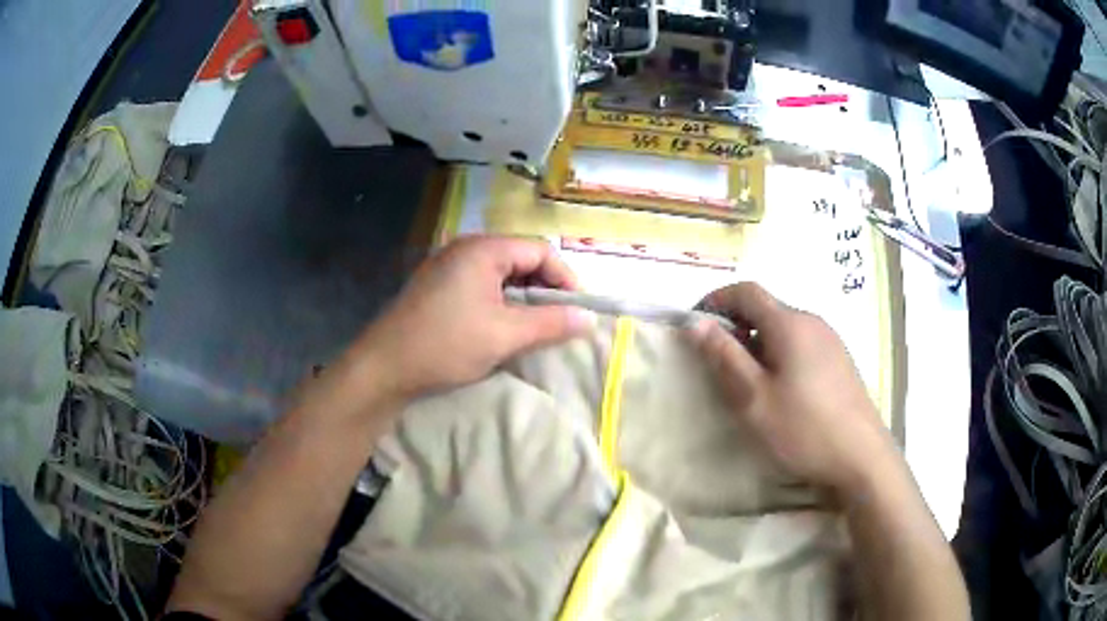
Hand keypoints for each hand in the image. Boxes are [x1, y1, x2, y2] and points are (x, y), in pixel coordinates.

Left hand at [353, 236, 594, 401]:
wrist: (384, 366)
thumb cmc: (446, 345)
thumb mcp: (505, 335)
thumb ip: (550, 324)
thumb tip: (589, 319)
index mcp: (483, 249)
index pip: (540, 251)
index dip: (565, 278)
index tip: (577, 310)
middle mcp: (465, 248)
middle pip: (520, 258)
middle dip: (545, 288)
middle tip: (559, 320)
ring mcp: (448, 265)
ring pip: (501, 274)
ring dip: (523, 297)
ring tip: (535, 326)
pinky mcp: (438, 285)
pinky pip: (481, 284)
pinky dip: (500, 301)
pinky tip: (503, 326)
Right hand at [688, 283, 898, 498]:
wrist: (860, 456)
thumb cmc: (803, 428)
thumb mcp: (754, 397)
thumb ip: (724, 356)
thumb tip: (696, 322)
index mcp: (790, 323)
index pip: (746, 291)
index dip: (716, 300)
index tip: (695, 326)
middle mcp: (812, 321)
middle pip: (766, 309)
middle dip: (736, 327)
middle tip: (718, 363)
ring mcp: (830, 340)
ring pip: (784, 328)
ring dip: (757, 343)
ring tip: (748, 382)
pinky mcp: (839, 360)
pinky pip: (801, 344)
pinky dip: (779, 354)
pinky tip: (781, 390)